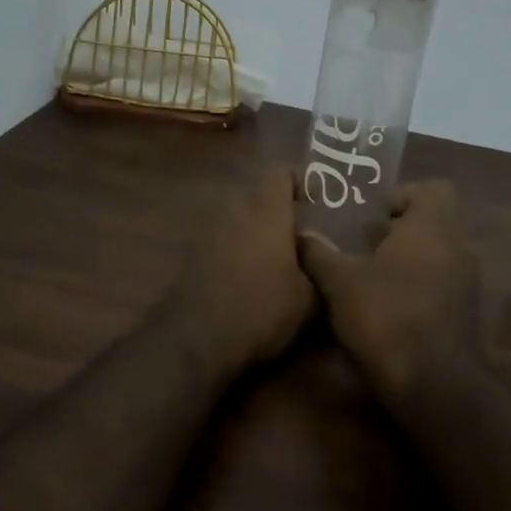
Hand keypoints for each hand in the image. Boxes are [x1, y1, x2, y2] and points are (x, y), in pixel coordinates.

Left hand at [168, 167, 316, 375]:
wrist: (195, 338)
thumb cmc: (260, 310)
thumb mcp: (307, 299)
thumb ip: (318, 270)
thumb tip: (318, 258)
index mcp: (265, 211)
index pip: (281, 172)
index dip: (301, 181)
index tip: (317, 202)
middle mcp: (234, 211)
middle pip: (259, 196)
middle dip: (281, 211)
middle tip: (302, 238)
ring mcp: (208, 232)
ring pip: (240, 219)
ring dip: (258, 233)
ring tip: (278, 262)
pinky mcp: (192, 255)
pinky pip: (223, 240)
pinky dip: (239, 251)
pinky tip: (251, 280)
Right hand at [298, 180, 483, 404]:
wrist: (433, 381)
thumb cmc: (386, 314)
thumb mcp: (340, 282)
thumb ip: (320, 254)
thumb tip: (302, 235)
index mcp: (431, 227)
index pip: (434, 188)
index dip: (405, 194)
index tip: (377, 215)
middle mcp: (457, 247)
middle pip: (435, 223)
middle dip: (402, 231)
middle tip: (366, 245)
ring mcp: (467, 283)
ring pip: (440, 256)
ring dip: (411, 261)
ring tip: (374, 278)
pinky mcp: (467, 314)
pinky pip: (444, 285)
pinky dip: (421, 288)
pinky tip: (390, 309)